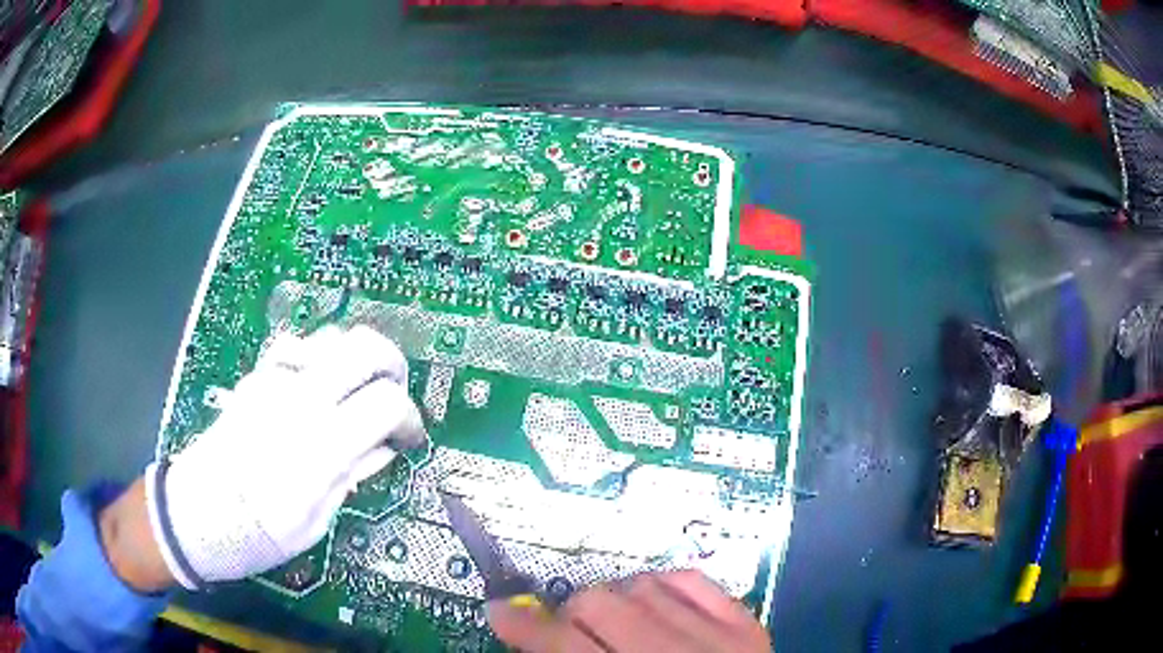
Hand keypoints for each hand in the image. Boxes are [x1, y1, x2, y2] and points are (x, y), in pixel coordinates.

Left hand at [144, 326, 425, 588]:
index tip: (408, 439)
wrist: (194, 515)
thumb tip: (384, 446)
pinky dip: (318, 358)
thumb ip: (352, 475)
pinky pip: (296, 347)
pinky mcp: (254, 379)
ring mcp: (272, 381)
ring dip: (355, 361)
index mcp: (320, 446)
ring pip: (331, 337)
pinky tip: (315, 386)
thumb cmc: (257, 534)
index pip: (386, 402)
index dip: (409, 418)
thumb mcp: (316, 522)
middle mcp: (299, 401)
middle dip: (392, 365)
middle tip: (392, 397)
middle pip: (364, 347)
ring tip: (354, 394)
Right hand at [488, 571, 771, 651]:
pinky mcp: (746, 625)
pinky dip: (664, 585)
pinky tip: (655, 603)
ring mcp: (715, 636)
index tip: (500, 612)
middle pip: (595, 603)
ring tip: (615, 624)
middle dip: (570, 615)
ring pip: (639, 586)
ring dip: (615, 601)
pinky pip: (693, 581)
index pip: (560, 642)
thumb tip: (532, 644)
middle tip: (569, 633)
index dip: (521, 625)